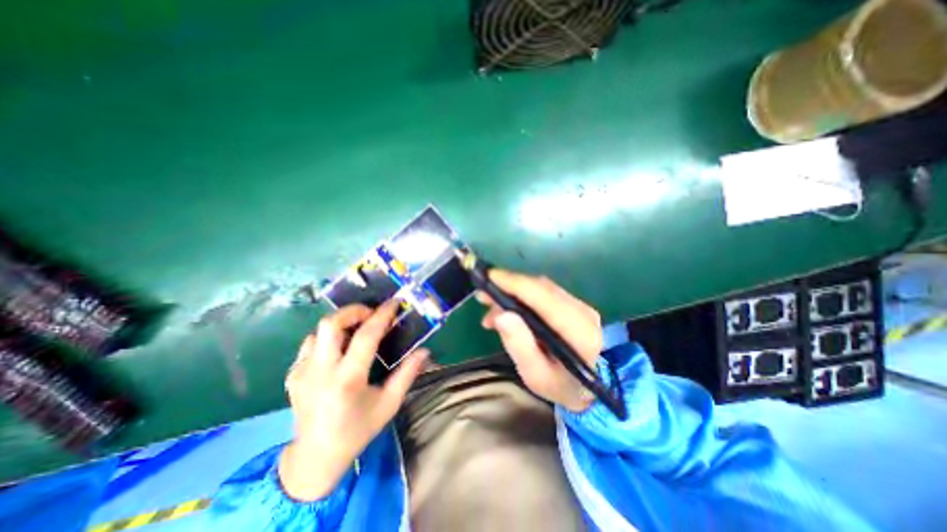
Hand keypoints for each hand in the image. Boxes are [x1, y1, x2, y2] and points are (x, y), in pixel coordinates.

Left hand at [277, 302, 426, 501]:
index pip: (365, 336)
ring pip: (318, 331)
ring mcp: (302, 372)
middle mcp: (320, 372)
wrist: (315, 457)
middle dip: (354, 311)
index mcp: (348, 380)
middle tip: (371, 314)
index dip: (382, 315)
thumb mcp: (389, 404)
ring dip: (341, 324)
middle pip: (330, 324)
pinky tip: (340, 350)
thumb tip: (424, 351)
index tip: (394, 303)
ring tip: (357, 330)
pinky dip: (328, 339)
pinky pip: (310, 344)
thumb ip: (407, 374)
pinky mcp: (292, 375)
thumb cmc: (358, 430)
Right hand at [477, 271, 600, 414]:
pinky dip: (522, 296)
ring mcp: (580, 306)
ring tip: (490, 307)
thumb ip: (519, 346)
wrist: (584, 388)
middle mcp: (584, 313)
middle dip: (509, 286)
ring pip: (541, 287)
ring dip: (513, 291)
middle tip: (482, 295)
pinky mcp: (573, 304)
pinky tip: (506, 309)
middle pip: (541, 288)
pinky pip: (544, 292)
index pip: (545, 298)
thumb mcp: (534, 375)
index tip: (489, 278)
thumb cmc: (557, 385)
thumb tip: (501, 315)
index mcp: (579, 333)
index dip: (516, 284)